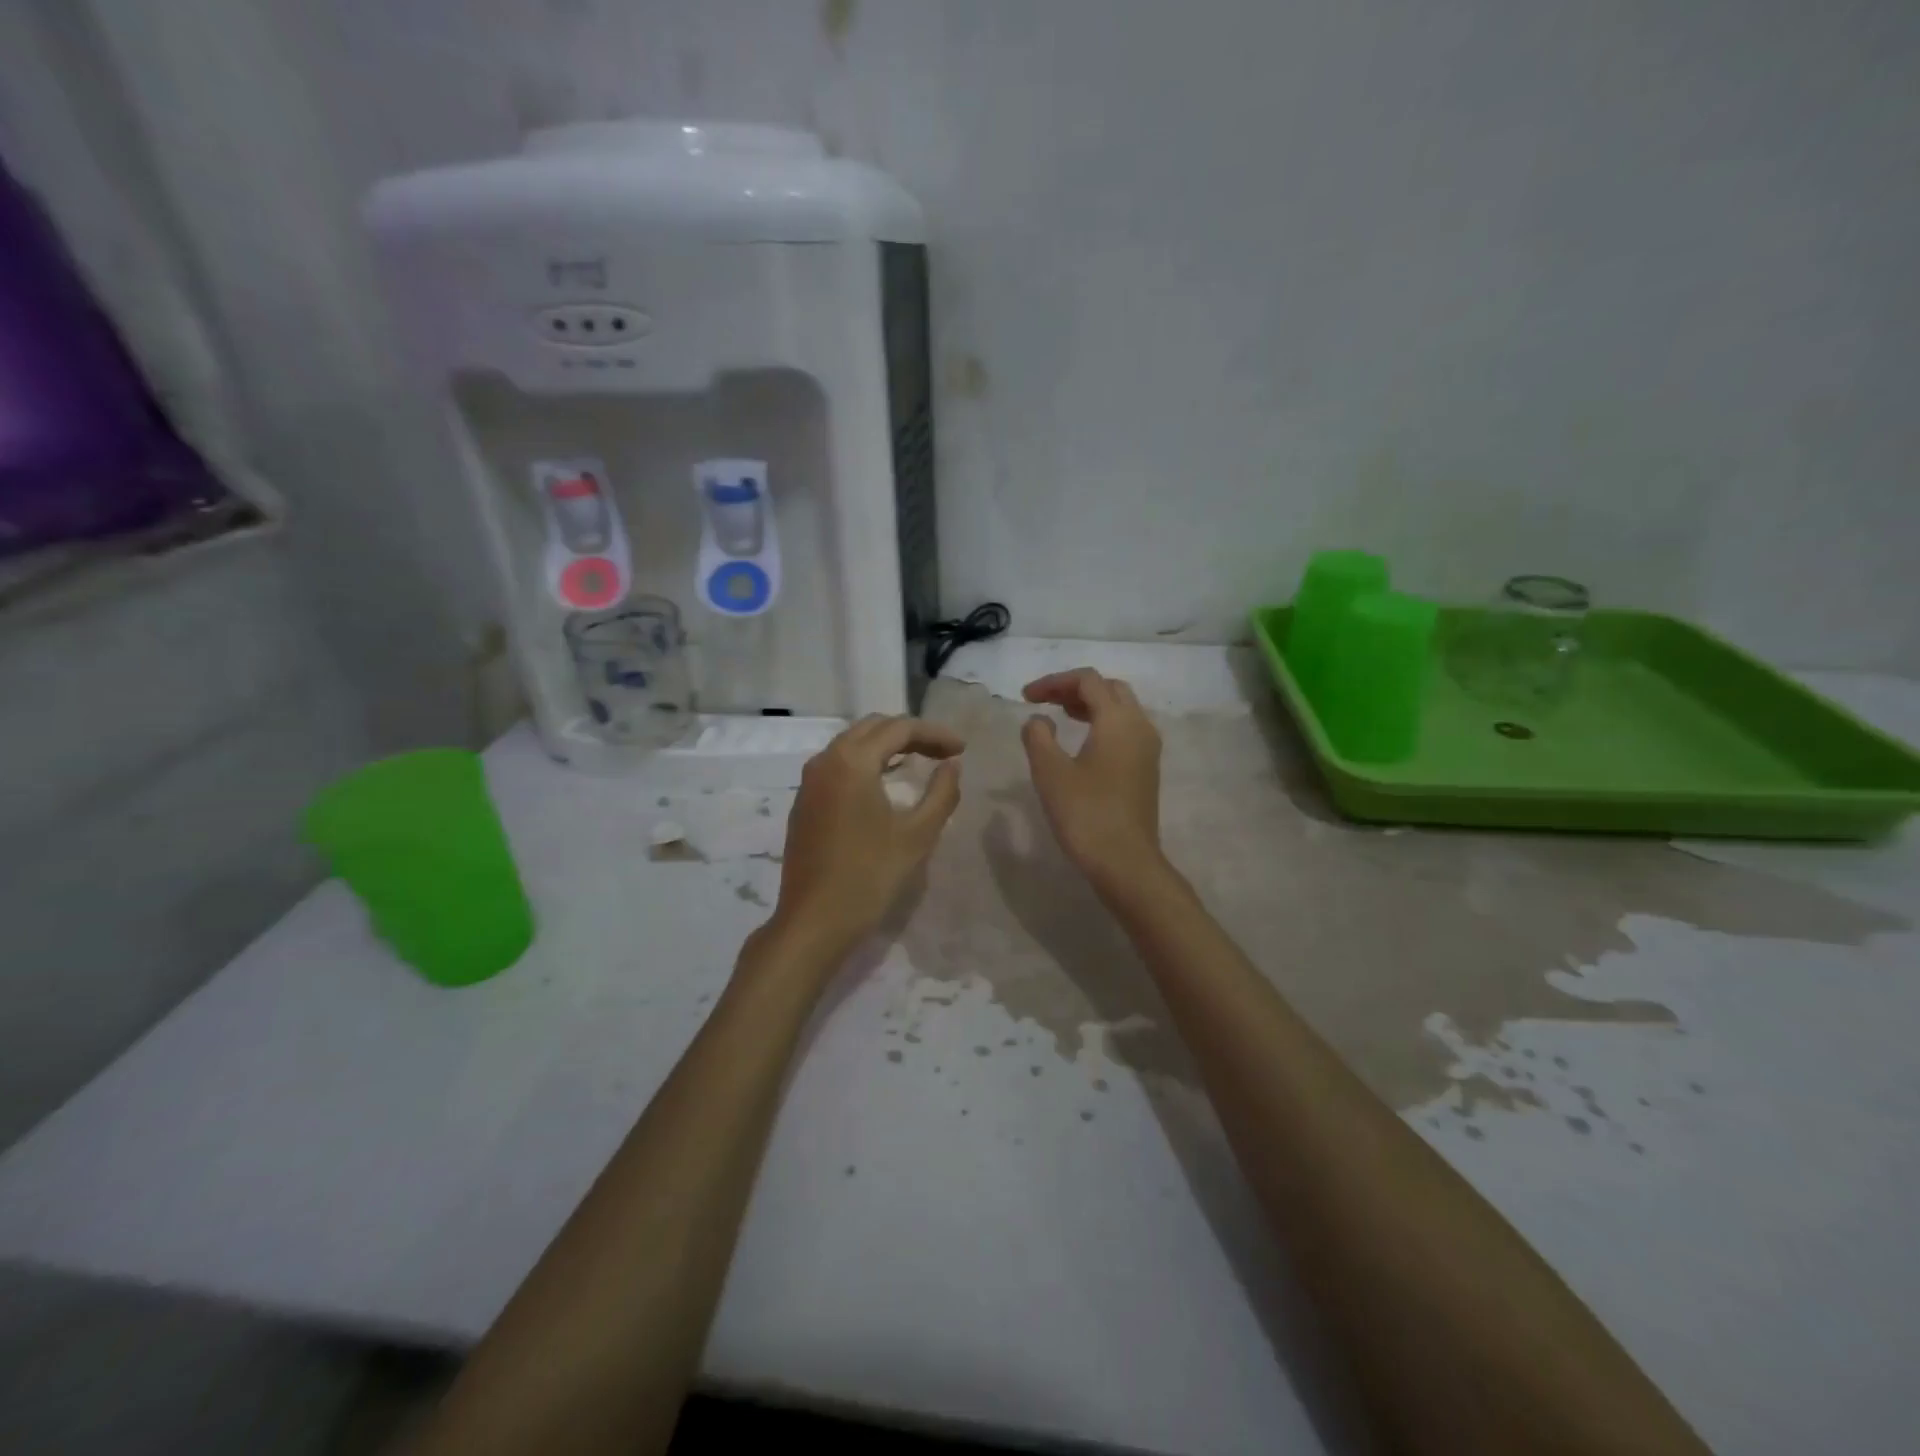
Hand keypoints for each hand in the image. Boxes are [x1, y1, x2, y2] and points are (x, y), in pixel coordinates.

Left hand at [769, 714, 963, 958]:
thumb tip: (952, 765)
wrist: (813, 922)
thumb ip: (942, 793)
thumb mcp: (917, 835)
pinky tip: (885, 782)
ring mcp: (809, 781)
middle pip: (873, 728)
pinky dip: (866, 763)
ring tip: (919, 761)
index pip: (899, 728)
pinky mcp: (804, 802)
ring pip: (852, 744)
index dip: (935, 734)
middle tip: (943, 752)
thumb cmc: (869, 877)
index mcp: (851, 761)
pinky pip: (838, 765)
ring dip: (887, 746)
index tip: (963, 749)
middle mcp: (825, 760)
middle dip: (911, 734)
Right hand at [1020, 669, 1165, 893]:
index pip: (1088, 681)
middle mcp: (1140, 726)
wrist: (1125, 862)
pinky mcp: (1147, 769)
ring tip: (1060, 716)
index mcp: (1118, 720)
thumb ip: (1039, 736)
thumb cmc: (1086, 814)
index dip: (1054, 682)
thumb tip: (1039, 719)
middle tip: (1045, 701)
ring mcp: (1148, 748)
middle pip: (1110, 689)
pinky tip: (1082, 742)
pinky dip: (1102, 723)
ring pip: (1121, 709)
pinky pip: (1126, 729)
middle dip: (1075, 689)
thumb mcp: (1050, 772)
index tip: (1025, 697)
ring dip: (1090, 705)